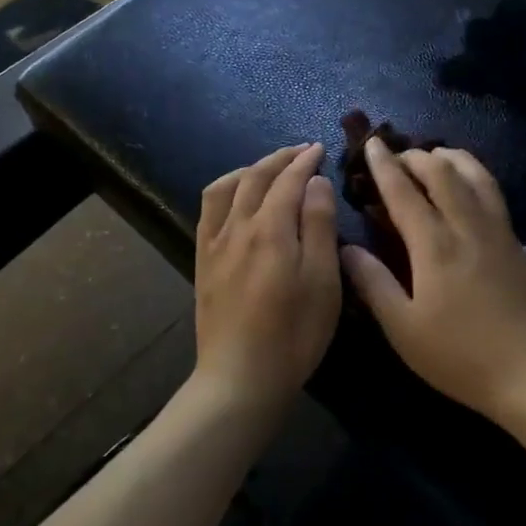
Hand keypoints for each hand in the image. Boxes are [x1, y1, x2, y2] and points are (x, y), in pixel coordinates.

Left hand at [194, 143, 340, 409]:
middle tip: (300, 151)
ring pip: (227, 187)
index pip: (288, 180)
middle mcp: (238, 226)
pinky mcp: (203, 261)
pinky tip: (234, 198)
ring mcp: (215, 243)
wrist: (241, 377)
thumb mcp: (322, 280)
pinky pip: (208, 211)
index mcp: (271, 228)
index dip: (305, 161)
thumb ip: (319, 225)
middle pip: (256, 177)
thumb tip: (315, 182)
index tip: (319, 149)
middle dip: (279, 158)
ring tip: (268, 168)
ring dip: (250, 169)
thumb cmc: (294, 332)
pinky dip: (225, 191)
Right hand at [341, 138, 525, 421]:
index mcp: (435, 246)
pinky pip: (492, 190)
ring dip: (449, 157)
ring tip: (433, 156)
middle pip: (442, 171)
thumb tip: (345, 248)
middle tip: (396, 155)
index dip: (384, 165)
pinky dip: (473, 173)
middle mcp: (467, 226)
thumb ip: (373, 284)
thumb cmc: (460, 356)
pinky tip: (467, 184)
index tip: (371, 144)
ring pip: (475, 174)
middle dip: (415, 156)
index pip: (404, 192)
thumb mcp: (404, 329)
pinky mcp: (516, 241)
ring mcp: (497, 230)